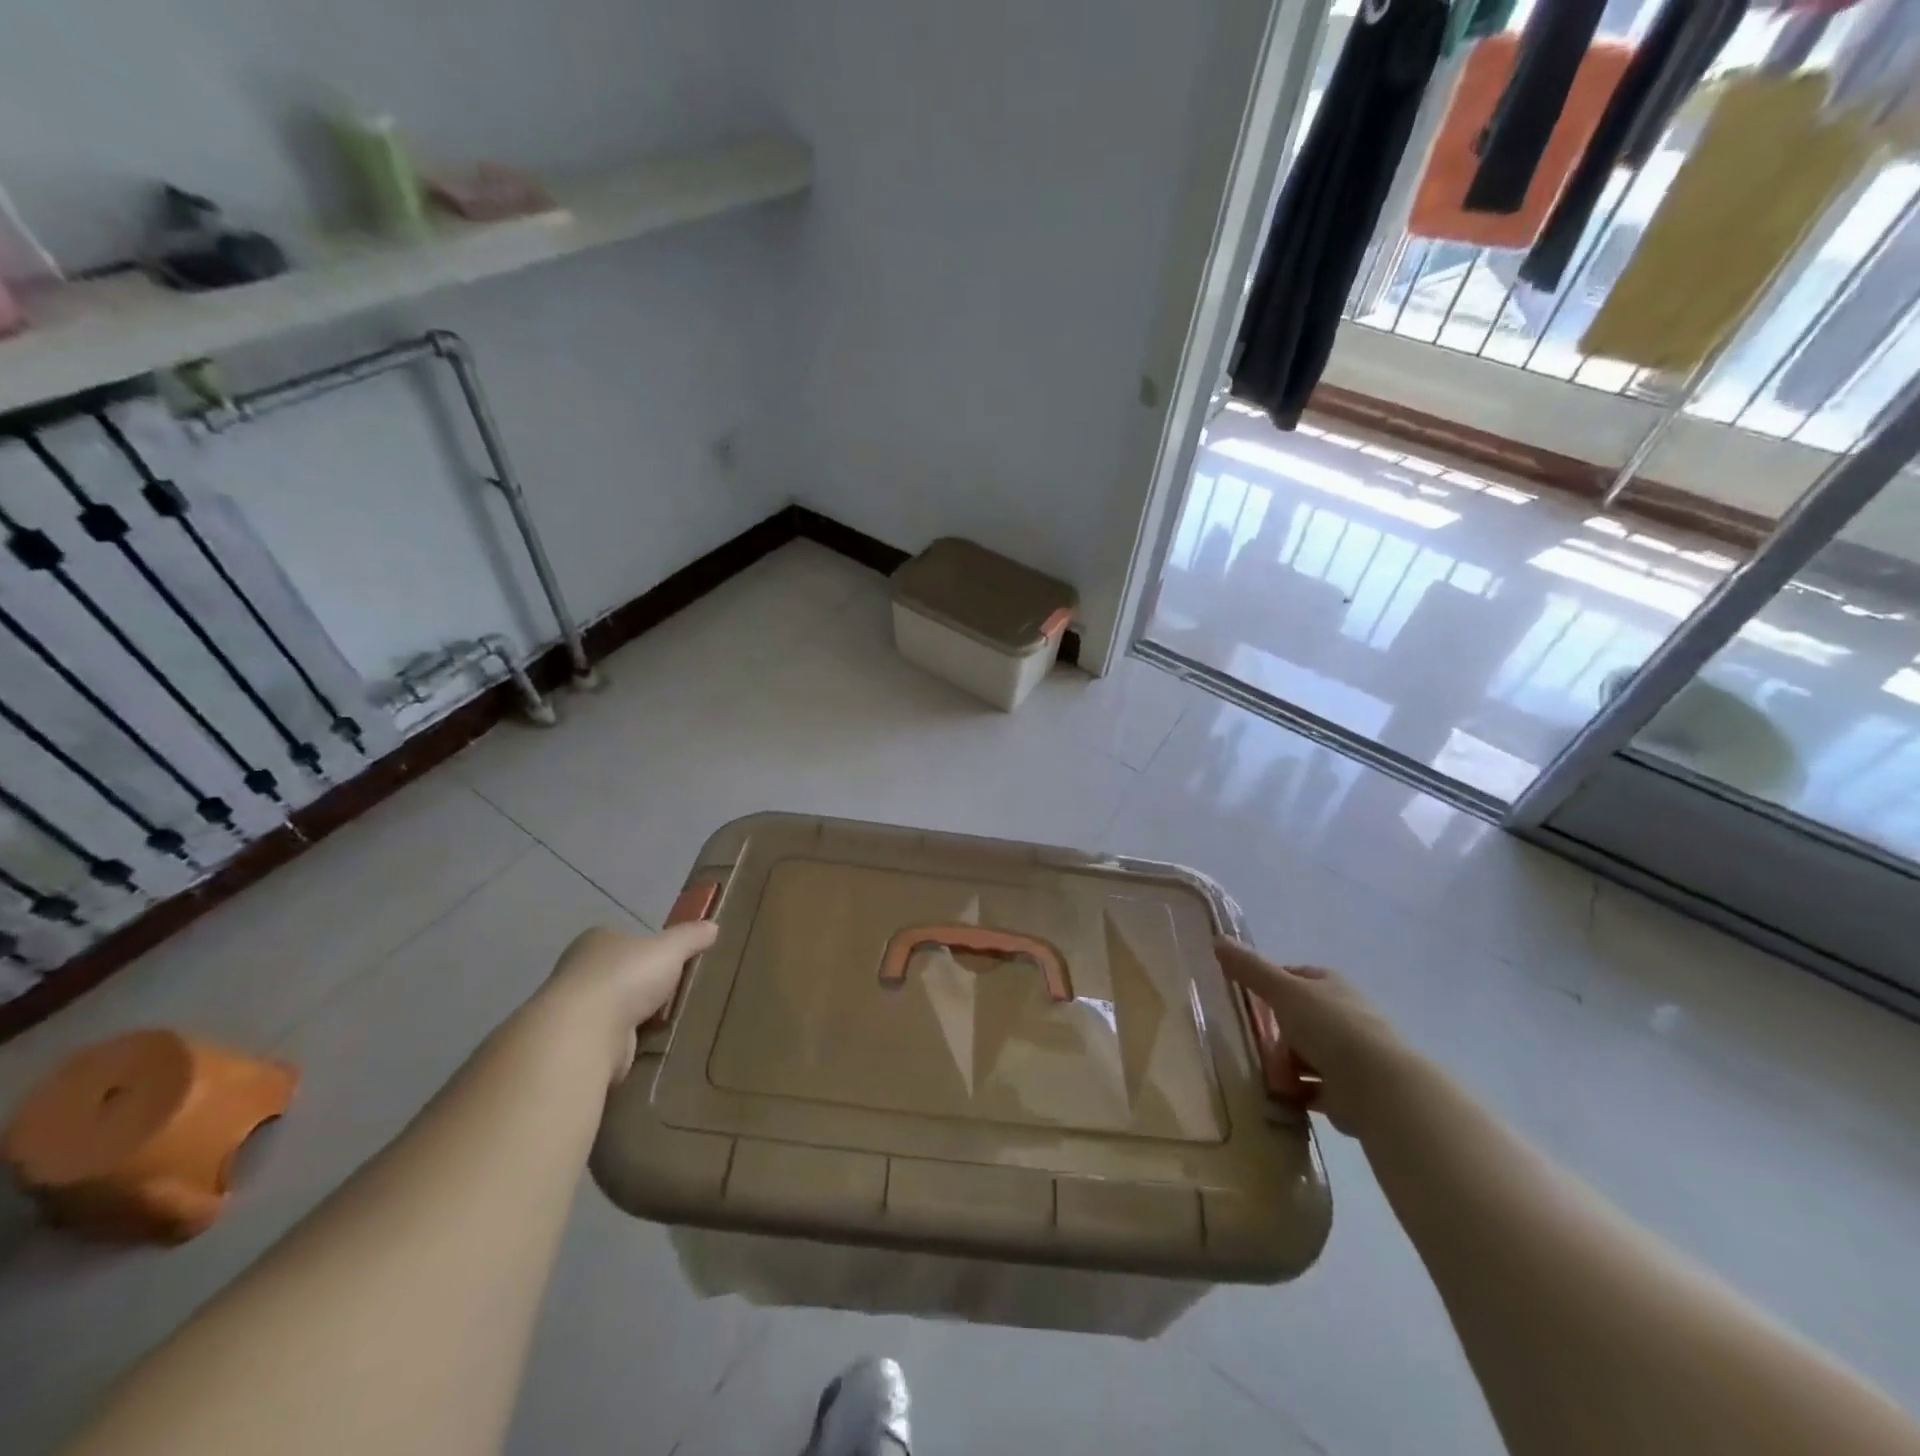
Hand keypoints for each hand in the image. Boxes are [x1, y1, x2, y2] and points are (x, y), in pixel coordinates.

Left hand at [542, 922, 718, 1082]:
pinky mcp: (577, 1044)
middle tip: (673, 992)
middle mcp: (578, 971)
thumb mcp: (670, 949)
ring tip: (668, 1022)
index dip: (646, 948)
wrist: (583, 1034)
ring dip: (634, 1016)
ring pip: (613, 1007)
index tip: (669, 961)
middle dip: (641, 984)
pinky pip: (610, 1038)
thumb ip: (691, 937)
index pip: (623, 938)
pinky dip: (627, 1042)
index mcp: (596, 941)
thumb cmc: (626, 977)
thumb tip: (712, 926)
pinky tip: (649, 1046)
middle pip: (618, 973)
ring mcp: (574, 1010)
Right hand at [1216, 939, 1418, 1138]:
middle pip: (1295, 1020)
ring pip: (1303, 1056)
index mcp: (1331, 985)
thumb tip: (1217, 938)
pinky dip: (1296, 1094)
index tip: (1249, 1002)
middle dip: (1275, 1037)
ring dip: (1284, 1069)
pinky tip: (1282, 1099)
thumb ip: (1249, 968)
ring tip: (1273, 1080)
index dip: (1270, 986)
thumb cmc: (1330, 1028)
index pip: (1294, 977)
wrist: (1379, 1088)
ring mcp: (1350, 1054)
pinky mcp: (1350, 1091)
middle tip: (1261, 1049)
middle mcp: (1344, 1015)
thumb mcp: (1283, 991)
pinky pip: (1312, 1089)